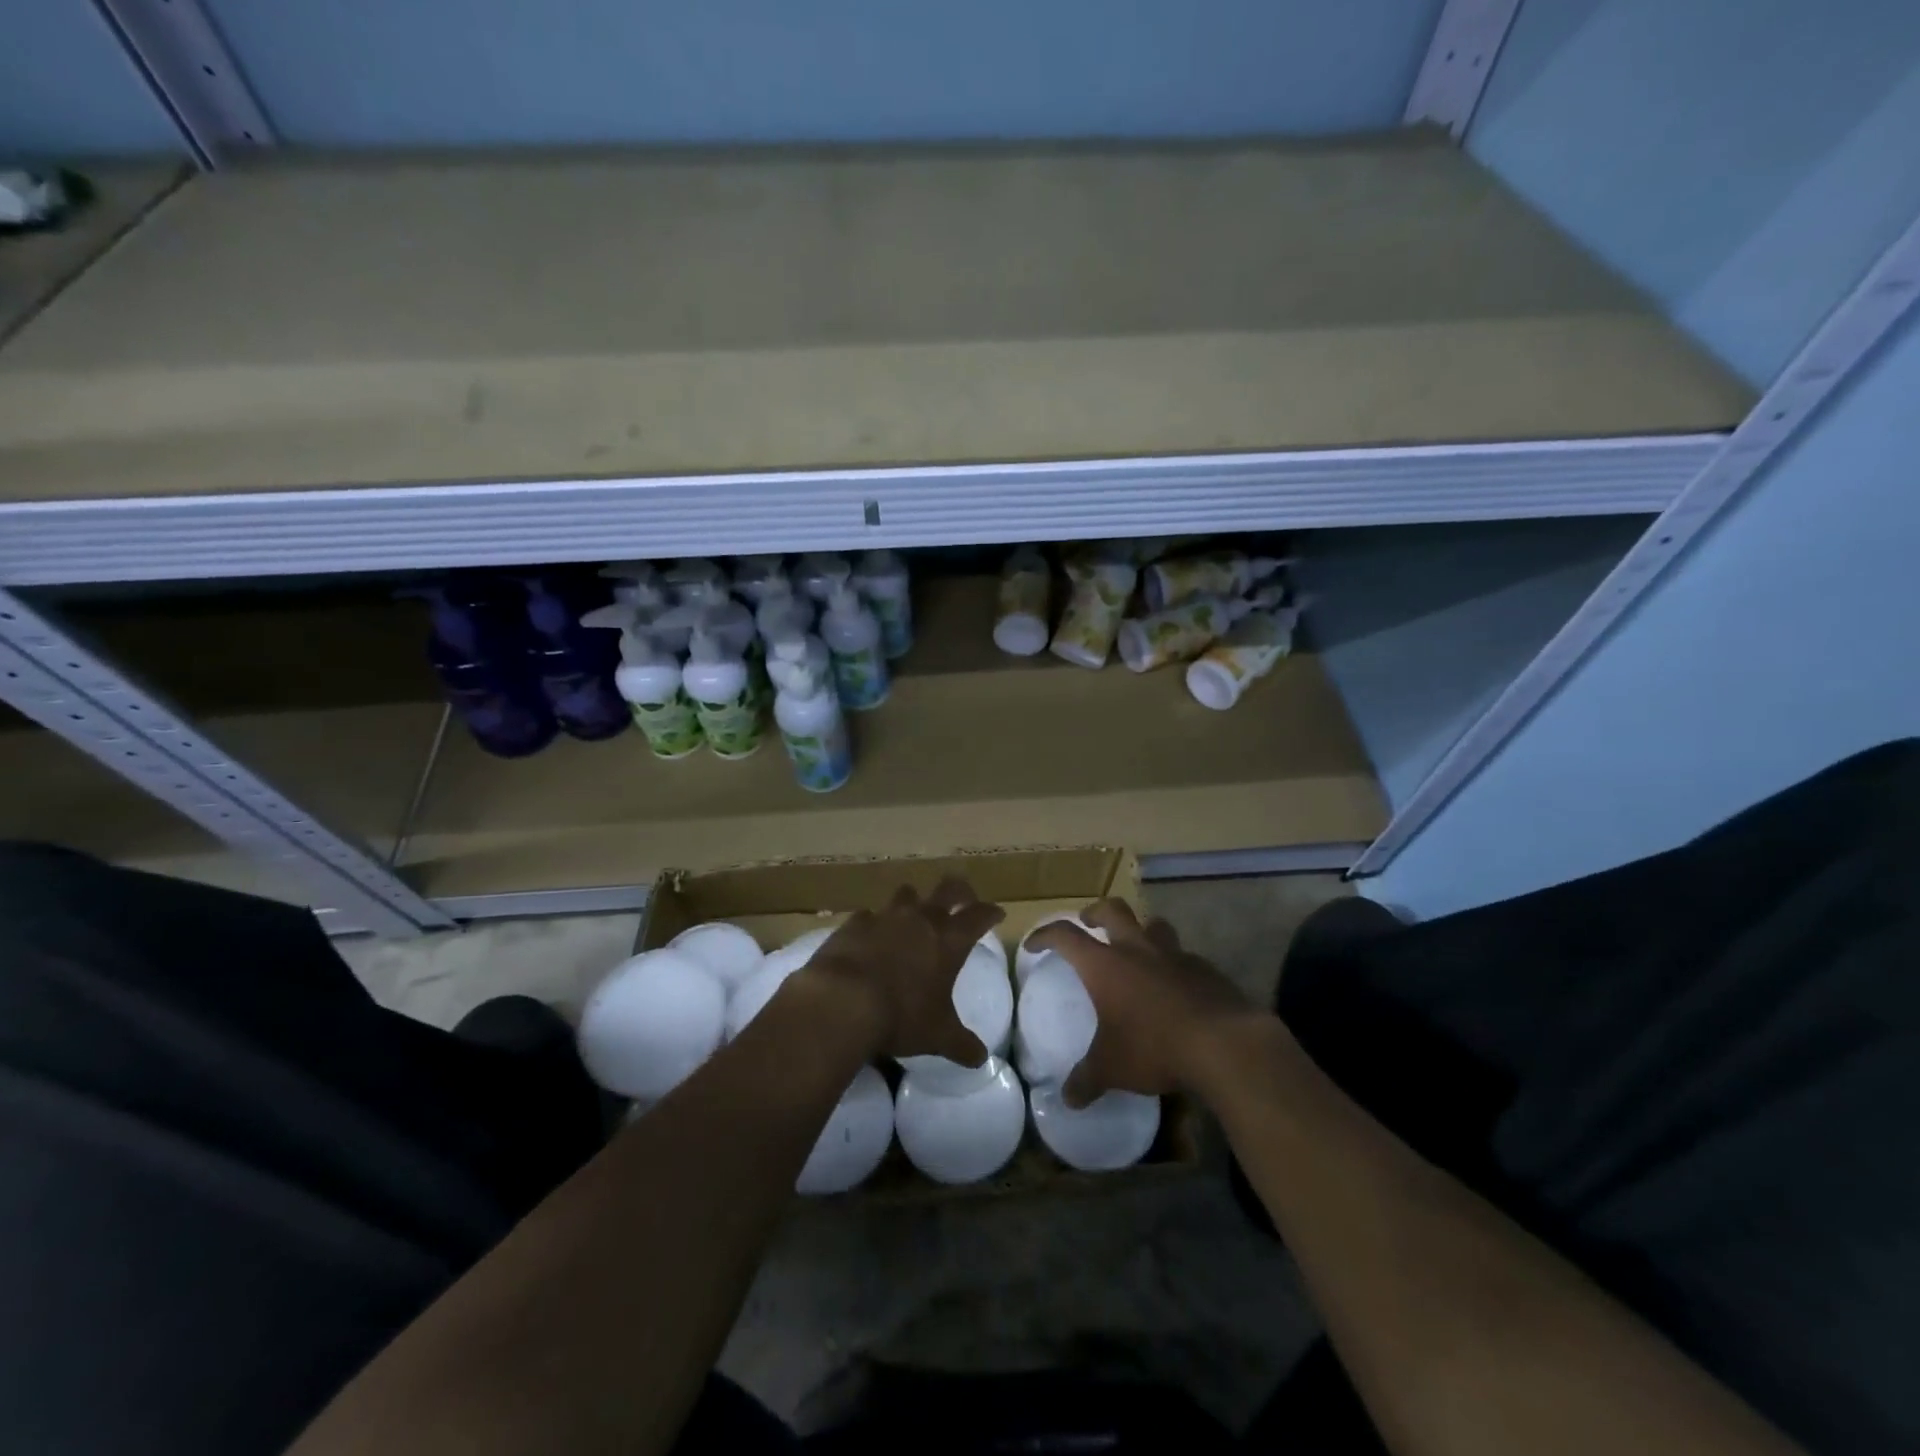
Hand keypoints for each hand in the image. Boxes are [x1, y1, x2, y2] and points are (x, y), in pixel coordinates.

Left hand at [804, 878, 1003, 1064]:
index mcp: (949, 940)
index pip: (980, 915)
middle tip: (963, 899)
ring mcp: (886, 916)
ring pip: (907, 894)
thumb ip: (961, 1044)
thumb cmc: (901, 1016)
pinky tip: (870, 937)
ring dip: (914, 902)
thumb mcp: (937, 1036)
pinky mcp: (854, 923)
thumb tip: (981, 1059)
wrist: (842, 1001)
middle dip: (960, 890)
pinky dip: (874, 923)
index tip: (997, 914)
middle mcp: (921, 919)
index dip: (991, 913)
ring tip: (913, 915)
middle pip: (948, 888)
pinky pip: (869, 915)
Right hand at [1027, 899, 1254, 1105]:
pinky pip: (1183, 956)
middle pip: (1112, 910)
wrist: (1223, 1043)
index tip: (1035, 944)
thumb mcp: (1112, 1068)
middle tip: (1088, 923)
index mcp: (1105, 965)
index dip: (1046, 935)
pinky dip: (1173, 963)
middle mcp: (1137, 949)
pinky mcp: (1205, 969)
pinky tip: (1175, 986)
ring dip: (1141, 931)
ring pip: (1153, 925)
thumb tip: (1067, 1099)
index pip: (1066, 936)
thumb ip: (1087, 1080)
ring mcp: (1174, 955)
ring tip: (1137, 948)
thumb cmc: (1154, 1047)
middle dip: (1095, 912)